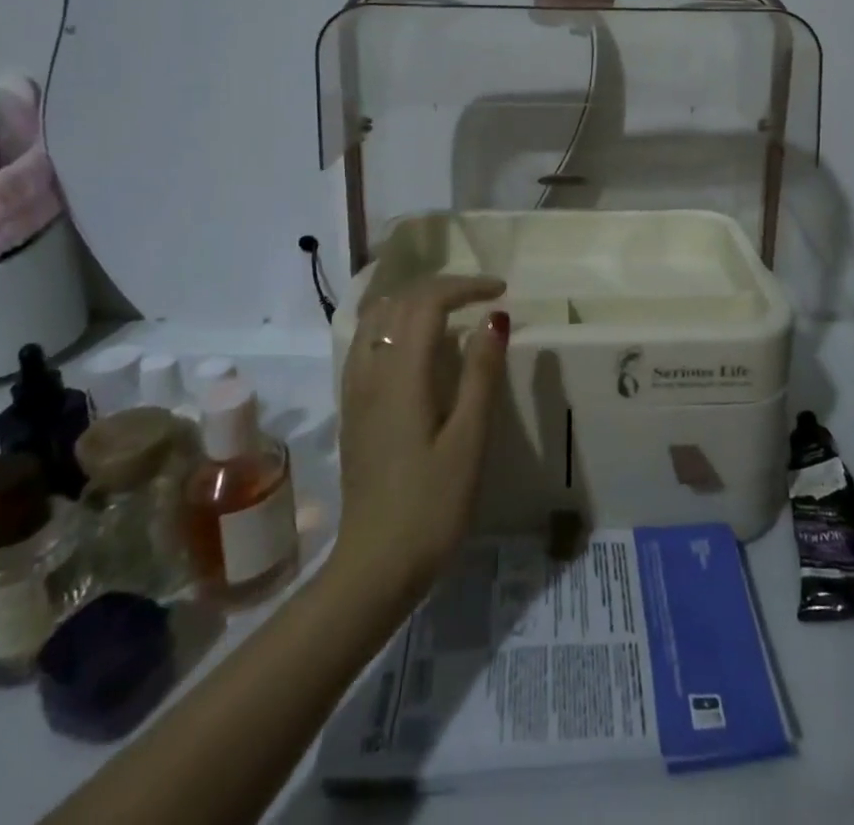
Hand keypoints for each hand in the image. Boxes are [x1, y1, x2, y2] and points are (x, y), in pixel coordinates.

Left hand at [331, 276, 508, 607]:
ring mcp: (355, 390)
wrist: (374, 567)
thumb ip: (480, 374)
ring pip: (377, 318)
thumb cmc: (431, 506)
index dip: (465, 286)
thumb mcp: (469, 440)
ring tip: (451, 312)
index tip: (501, 291)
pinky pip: (368, 342)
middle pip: (399, 302)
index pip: (427, 302)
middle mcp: (370, 370)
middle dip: (442, 288)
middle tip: (481, 297)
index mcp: (401, 374)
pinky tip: (417, 346)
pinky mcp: (352, 409)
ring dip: (414, 302)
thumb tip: (494, 318)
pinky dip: (395, 324)